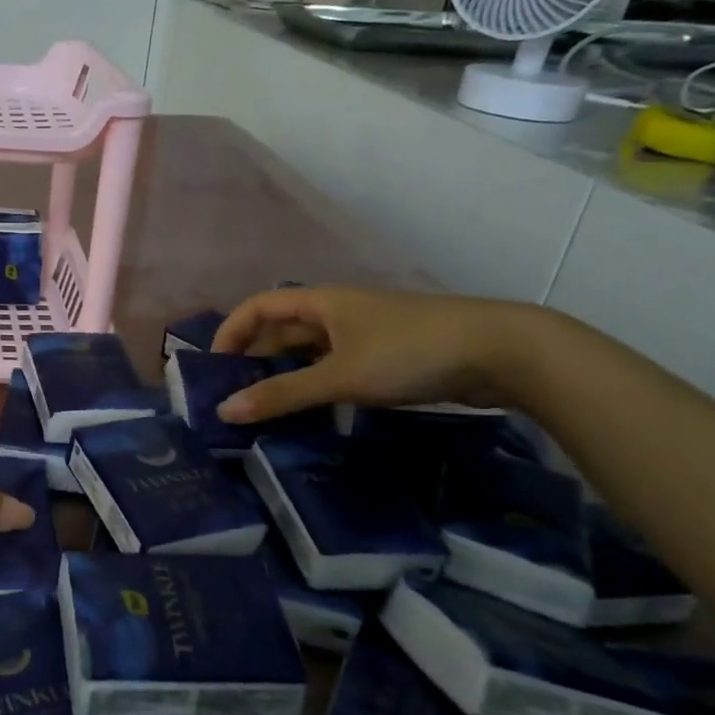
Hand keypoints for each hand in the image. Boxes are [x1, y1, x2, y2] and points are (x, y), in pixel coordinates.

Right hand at [211, 287, 544, 421]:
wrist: (501, 351)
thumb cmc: (409, 352)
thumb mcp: (340, 376)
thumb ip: (283, 395)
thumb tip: (224, 410)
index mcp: (320, 302)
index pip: (258, 307)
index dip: (230, 332)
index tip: (213, 369)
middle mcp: (336, 312)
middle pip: (281, 330)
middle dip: (254, 360)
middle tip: (235, 399)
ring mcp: (363, 334)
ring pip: (309, 352)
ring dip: (285, 376)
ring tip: (265, 411)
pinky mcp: (386, 356)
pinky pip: (335, 367)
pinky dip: (315, 385)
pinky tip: (311, 412)